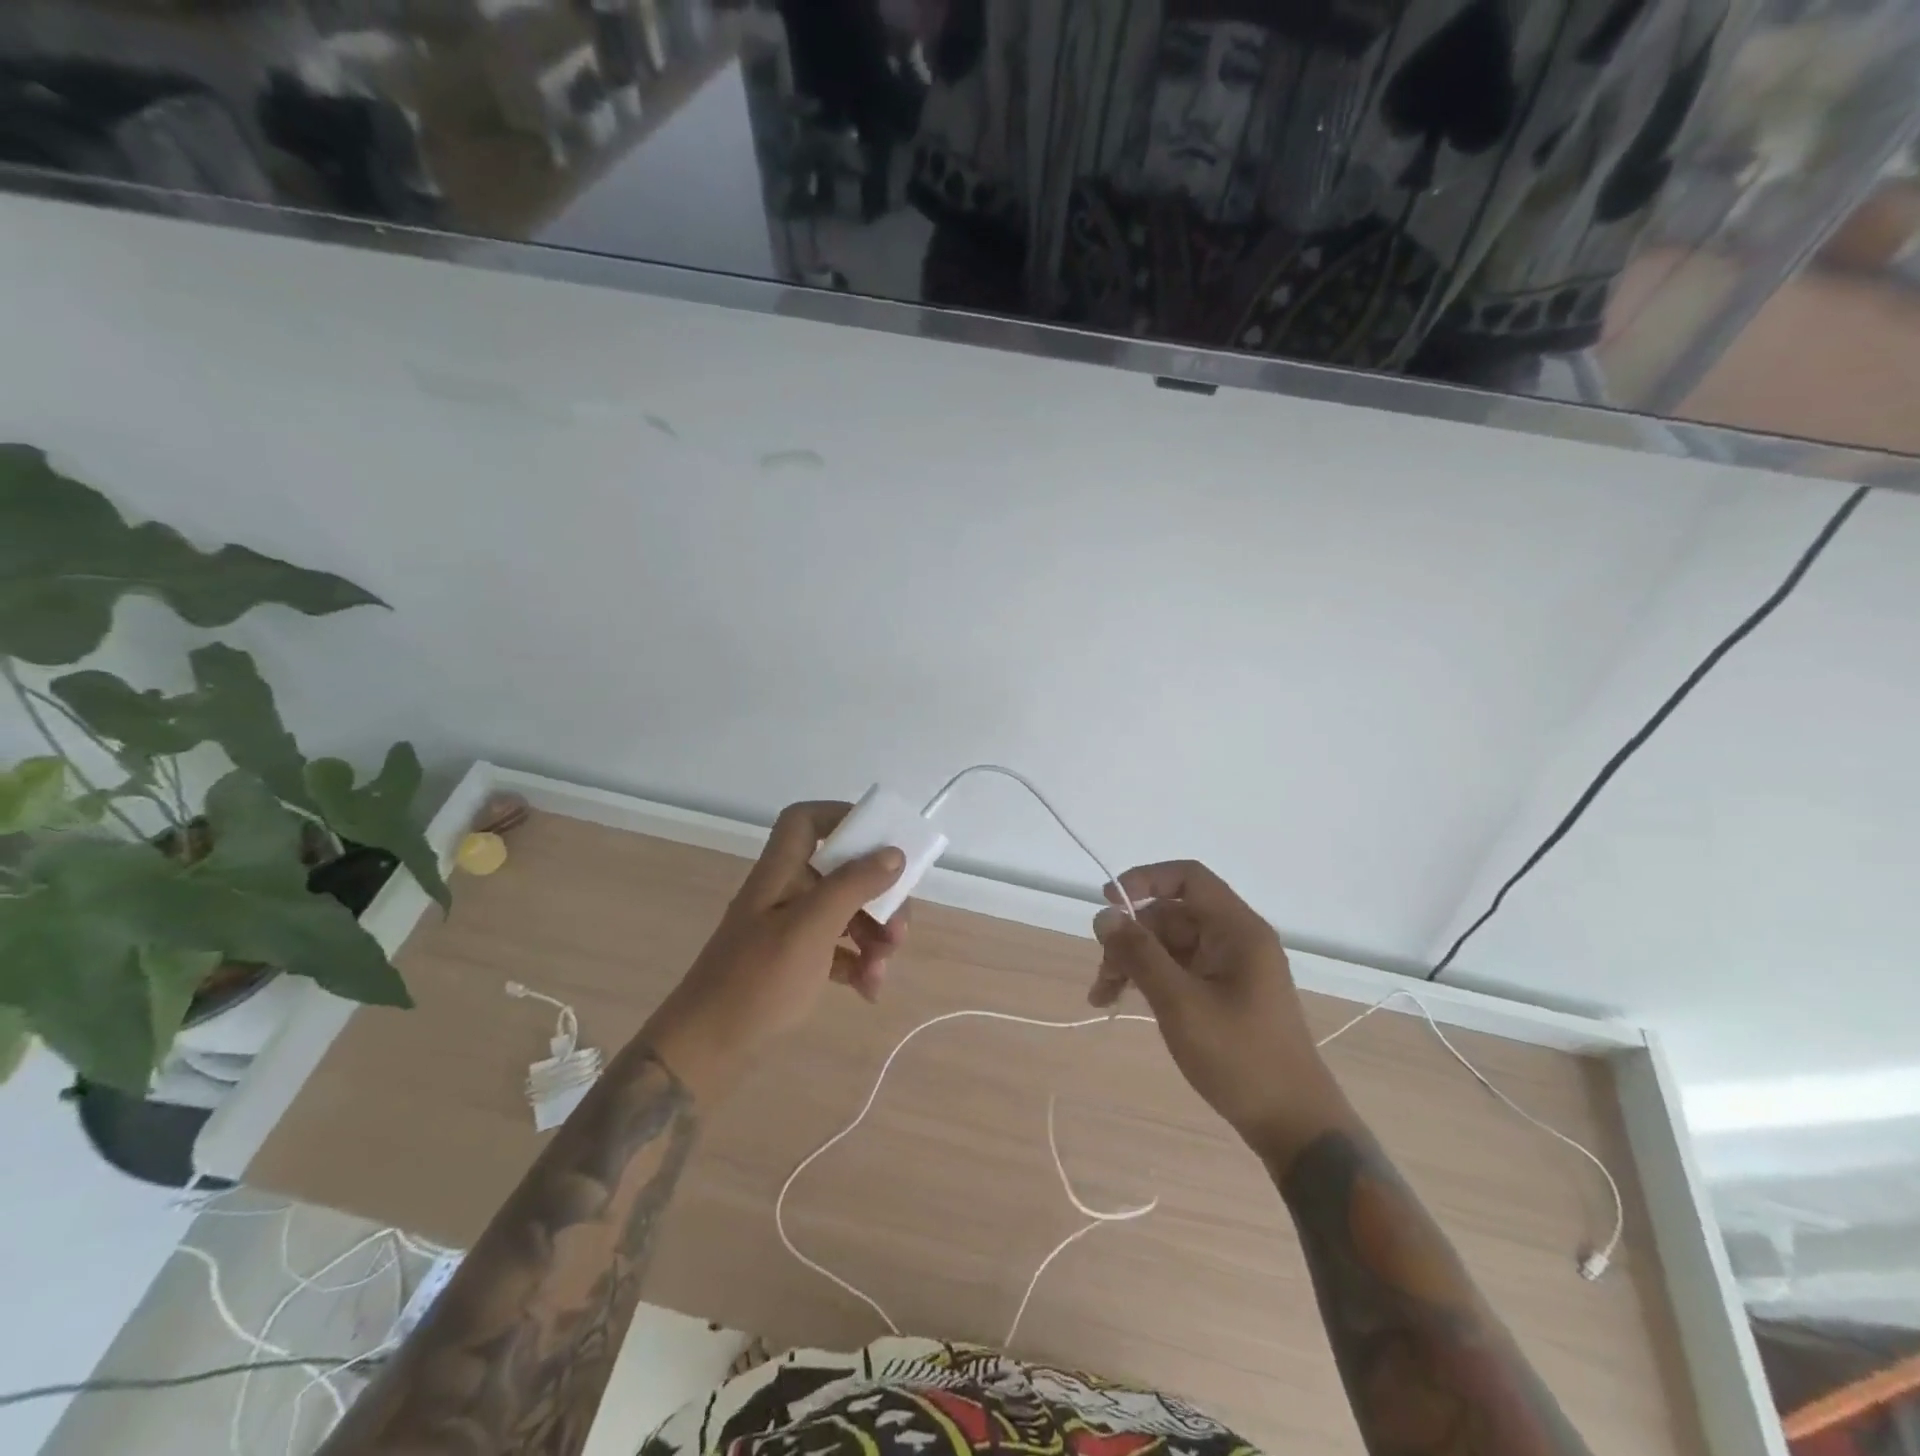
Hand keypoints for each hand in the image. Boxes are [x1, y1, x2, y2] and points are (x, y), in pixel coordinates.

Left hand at [640, 801, 906, 1100]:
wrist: (706, 1050)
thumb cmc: (756, 980)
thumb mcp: (810, 929)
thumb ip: (852, 886)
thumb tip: (893, 853)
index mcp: (780, 873)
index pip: (805, 820)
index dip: (842, 818)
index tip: (882, 841)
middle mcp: (785, 893)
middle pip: (841, 872)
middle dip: (878, 897)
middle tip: (899, 929)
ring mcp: (788, 928)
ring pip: (845, 912)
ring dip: (873, 935)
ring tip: (883, 968)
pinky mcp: (794, 961)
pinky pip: (837, 948)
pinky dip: (858, 963)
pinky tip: (869, 989)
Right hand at [1091, 860, 1352, 1161]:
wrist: (1293, 1125)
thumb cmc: (1240, 1057)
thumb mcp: (1180, 1003)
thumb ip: (1140, 954)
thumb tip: (1104, 915)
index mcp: (1237, 930)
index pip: (1188, 878)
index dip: (1145, 880)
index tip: (1107, 901)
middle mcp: (1235, 940)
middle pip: (1171, 915)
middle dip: (1131, 937)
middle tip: (1102, 973)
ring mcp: (1229, 968)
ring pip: (1168, 944)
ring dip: (1133, 962)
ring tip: (1102, 996)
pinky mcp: (1223, 994)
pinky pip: (1178, 969)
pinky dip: (1149, 980)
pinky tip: (1123, 1001)